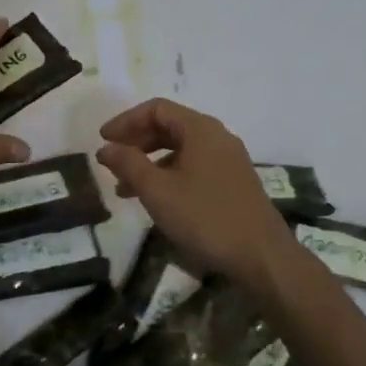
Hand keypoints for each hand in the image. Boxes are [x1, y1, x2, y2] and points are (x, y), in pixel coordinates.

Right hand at [96, 98, 295, 294]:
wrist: (262, 257)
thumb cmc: (205, 217)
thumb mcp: (157, 190)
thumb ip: (128, 163)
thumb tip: (106, 147)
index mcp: (200, 129)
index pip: (156, 109)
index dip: (126, 121)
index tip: (103, 140)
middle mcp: (217, 136)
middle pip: (169, 126)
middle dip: (136, 141)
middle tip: (112, 160)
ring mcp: (228, 160)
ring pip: (180, 149)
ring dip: (150, 162)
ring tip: (125, 188)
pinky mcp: (233, 182)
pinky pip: (193, 166)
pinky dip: (169, 175)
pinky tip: (156, 200)